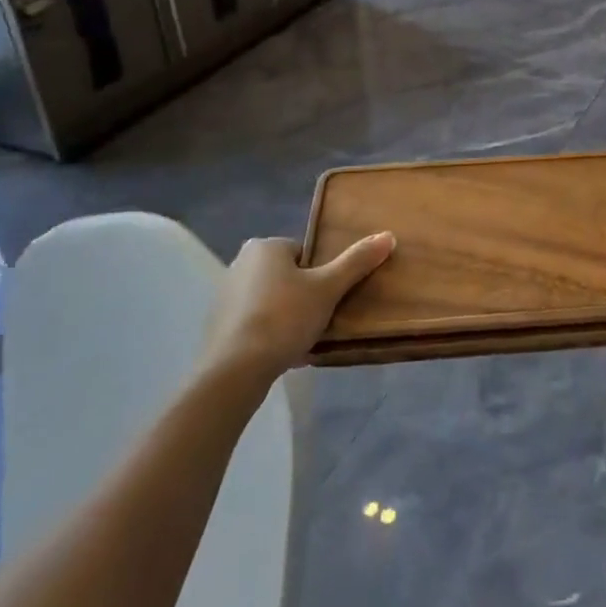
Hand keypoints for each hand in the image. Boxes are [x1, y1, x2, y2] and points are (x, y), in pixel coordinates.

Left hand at [203, 232, 394, 379]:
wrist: (233, 371)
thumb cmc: (284, 318)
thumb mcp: (328, 288)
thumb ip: (357, 262)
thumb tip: (388, 235)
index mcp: (264, 247)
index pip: (305, 254)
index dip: (322, 276)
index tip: (329, 299)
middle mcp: (240, 263)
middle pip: (288, 276)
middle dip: (305, 296)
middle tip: (321, 319)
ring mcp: (225, 295)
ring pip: (272, 300)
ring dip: (288, 316)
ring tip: (303, 339)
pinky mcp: (218, 325)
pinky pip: (255, 322)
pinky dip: (269, 333)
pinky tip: (282, 353)